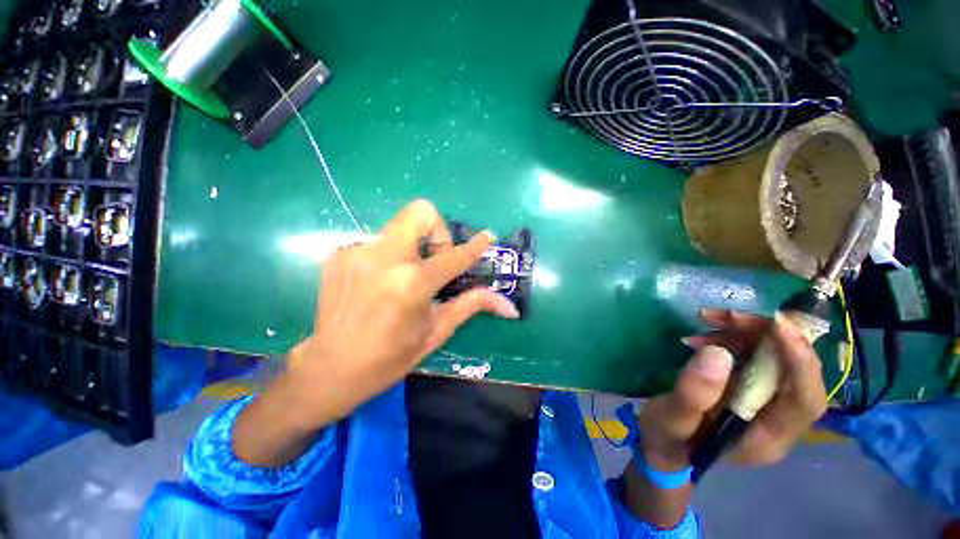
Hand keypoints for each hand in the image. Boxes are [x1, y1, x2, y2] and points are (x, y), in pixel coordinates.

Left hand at [292, 200, 518, 420]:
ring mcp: (358, 251)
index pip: (454, 255)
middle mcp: (384, 258)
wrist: (329, 367)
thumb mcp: (436, 331)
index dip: (475, 246)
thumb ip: (471, 305)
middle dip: (437, 231)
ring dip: (413, 245)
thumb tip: (507, 305)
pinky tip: (382, 282)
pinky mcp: (341, 253)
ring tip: (407, 276)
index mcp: (412, 283)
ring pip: (399, 226)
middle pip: (420, 212)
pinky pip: (379, 241)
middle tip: (435, 260)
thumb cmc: (390, 357)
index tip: (487, 236)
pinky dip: (391, 255)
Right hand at [624, 309, 826, 527]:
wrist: (663, 444)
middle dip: (768, 336)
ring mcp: (764, 402)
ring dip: (747, 333)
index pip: (805, 400)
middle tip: (729, 315)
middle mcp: (777, 420)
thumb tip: (719, 353)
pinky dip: (734, 338)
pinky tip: (705, 333)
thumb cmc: (667, 439)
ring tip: (708, 319)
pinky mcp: (749, 388)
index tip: (777, 325)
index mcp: (767, 438)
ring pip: (775, 358)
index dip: (800, 361)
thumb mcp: (672, 419)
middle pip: (794, 372)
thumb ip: (693, 394)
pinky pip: (754, 356)